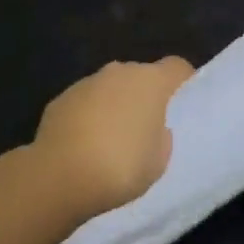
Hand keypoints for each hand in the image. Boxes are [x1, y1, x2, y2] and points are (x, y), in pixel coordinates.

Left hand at [31, 56, 193, 218]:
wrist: (59, 176)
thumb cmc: (120, 167)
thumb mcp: (158, 161)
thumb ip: (161, 136)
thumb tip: (153, 127)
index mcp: (150, 82)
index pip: (177, 66)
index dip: (183, 80)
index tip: (184, 100)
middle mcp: (120, 72)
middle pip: (141, 76)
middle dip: (145, 95)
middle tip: (147, 127)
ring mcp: (87, 82)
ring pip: (111, 88)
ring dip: (115, 105)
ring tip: (111, 140)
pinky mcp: (62, 98)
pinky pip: (86, 102)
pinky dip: (89, 116)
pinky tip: (84, 145)